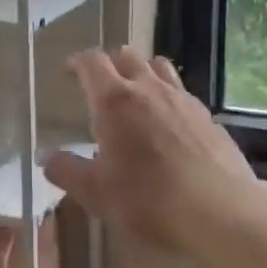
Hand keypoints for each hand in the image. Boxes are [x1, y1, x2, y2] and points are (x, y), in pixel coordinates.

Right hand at [44, 48, 257, 251]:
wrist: (221, 211)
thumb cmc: (148, 200)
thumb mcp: (97, 194)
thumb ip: (67, 170)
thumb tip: (45, 156)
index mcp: (114, 100)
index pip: (92, 62)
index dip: (77, 62)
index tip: (69, 71)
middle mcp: (148, 88)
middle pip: (126, 56)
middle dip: (109, 63)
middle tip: (100, 83)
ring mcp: (182, 98)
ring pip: (158, 67)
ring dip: (141, 71)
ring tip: (135, 93)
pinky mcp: (207, 115)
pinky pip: (181, 92)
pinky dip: (167, 96)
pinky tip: (168, 123)